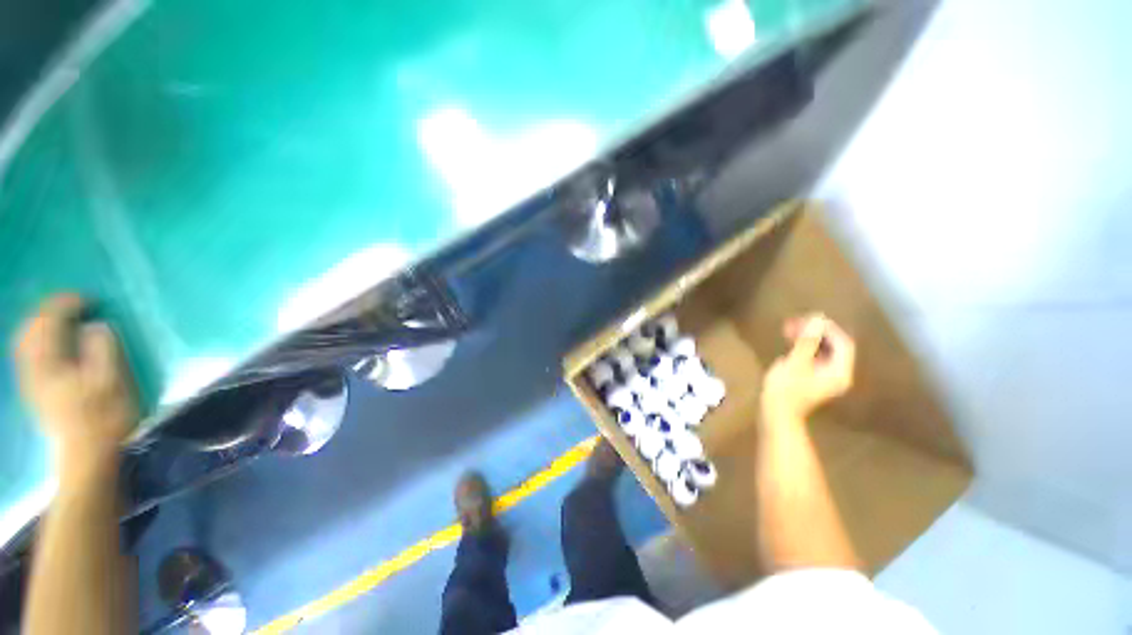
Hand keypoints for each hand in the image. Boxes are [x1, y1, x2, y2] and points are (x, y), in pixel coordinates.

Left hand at [14, 295, 137, 463]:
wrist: (87, 457)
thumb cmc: (105, 418)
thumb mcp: (112, 383)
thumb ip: (103, 350)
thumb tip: (96, 325)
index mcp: (52, 363)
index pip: (50, 320)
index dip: (68, 304)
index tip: (91, 299)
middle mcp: (34, 367)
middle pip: (31, 328)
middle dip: (50, 310)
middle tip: (74, 304)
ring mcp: (32, 381)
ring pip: (25, 341)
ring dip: (41, 324)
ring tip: (62, 319)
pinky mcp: (35, 391)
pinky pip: (27, 355)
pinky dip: (37, 341)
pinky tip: (50, 343)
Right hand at [760, 313, 854, 422]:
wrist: (777, 413)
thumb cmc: (786, 389)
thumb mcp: (796, 362)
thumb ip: (807, 341)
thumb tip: (817, 319)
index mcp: (839, 372)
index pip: (843, 343)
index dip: (828, 329)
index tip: (809, 319)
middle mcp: (838, 374)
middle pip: (834, 347)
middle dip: (816, 332)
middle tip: (795, 323)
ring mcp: (826, 378)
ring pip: (823, 351)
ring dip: (809, 339)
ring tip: (790, 329)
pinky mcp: (814, 379)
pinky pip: (815, 358)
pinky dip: (805, 348)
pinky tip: (790, 343)